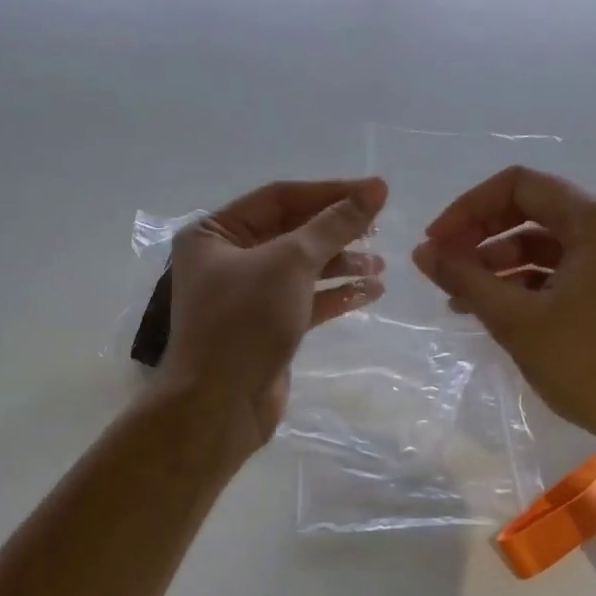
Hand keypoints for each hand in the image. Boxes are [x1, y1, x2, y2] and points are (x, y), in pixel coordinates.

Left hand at [159, 177, 388, 455]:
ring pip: (302, 268)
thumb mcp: (291, 263)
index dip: (330, 192)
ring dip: (342, 264)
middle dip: (337, 230)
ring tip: (381, 266)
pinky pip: (305, 299)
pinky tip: (371, 292)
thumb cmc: (245, 321)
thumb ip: (334, 225)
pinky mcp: (266, 326)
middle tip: (381, 228)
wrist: (220, 406)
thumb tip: (375, 189)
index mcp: (215, 232)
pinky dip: (336, 294)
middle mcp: (226, 259)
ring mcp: (246, 295)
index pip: (280, 198)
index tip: (376, 192)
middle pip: (292, 232)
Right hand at [412, 167, 595, 461]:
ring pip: (550, 244)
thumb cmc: (590, 365)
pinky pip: (569, 269)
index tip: (435, 244)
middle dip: (482, 236)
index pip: (519, 186)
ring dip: (502, 263)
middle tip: (444, 267)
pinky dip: (531, 283)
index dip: (468, 209)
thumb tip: (423, 253)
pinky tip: (499, 309)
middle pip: (535, 210)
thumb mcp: (517, 320)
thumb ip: (465, 279)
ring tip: (462, 298)